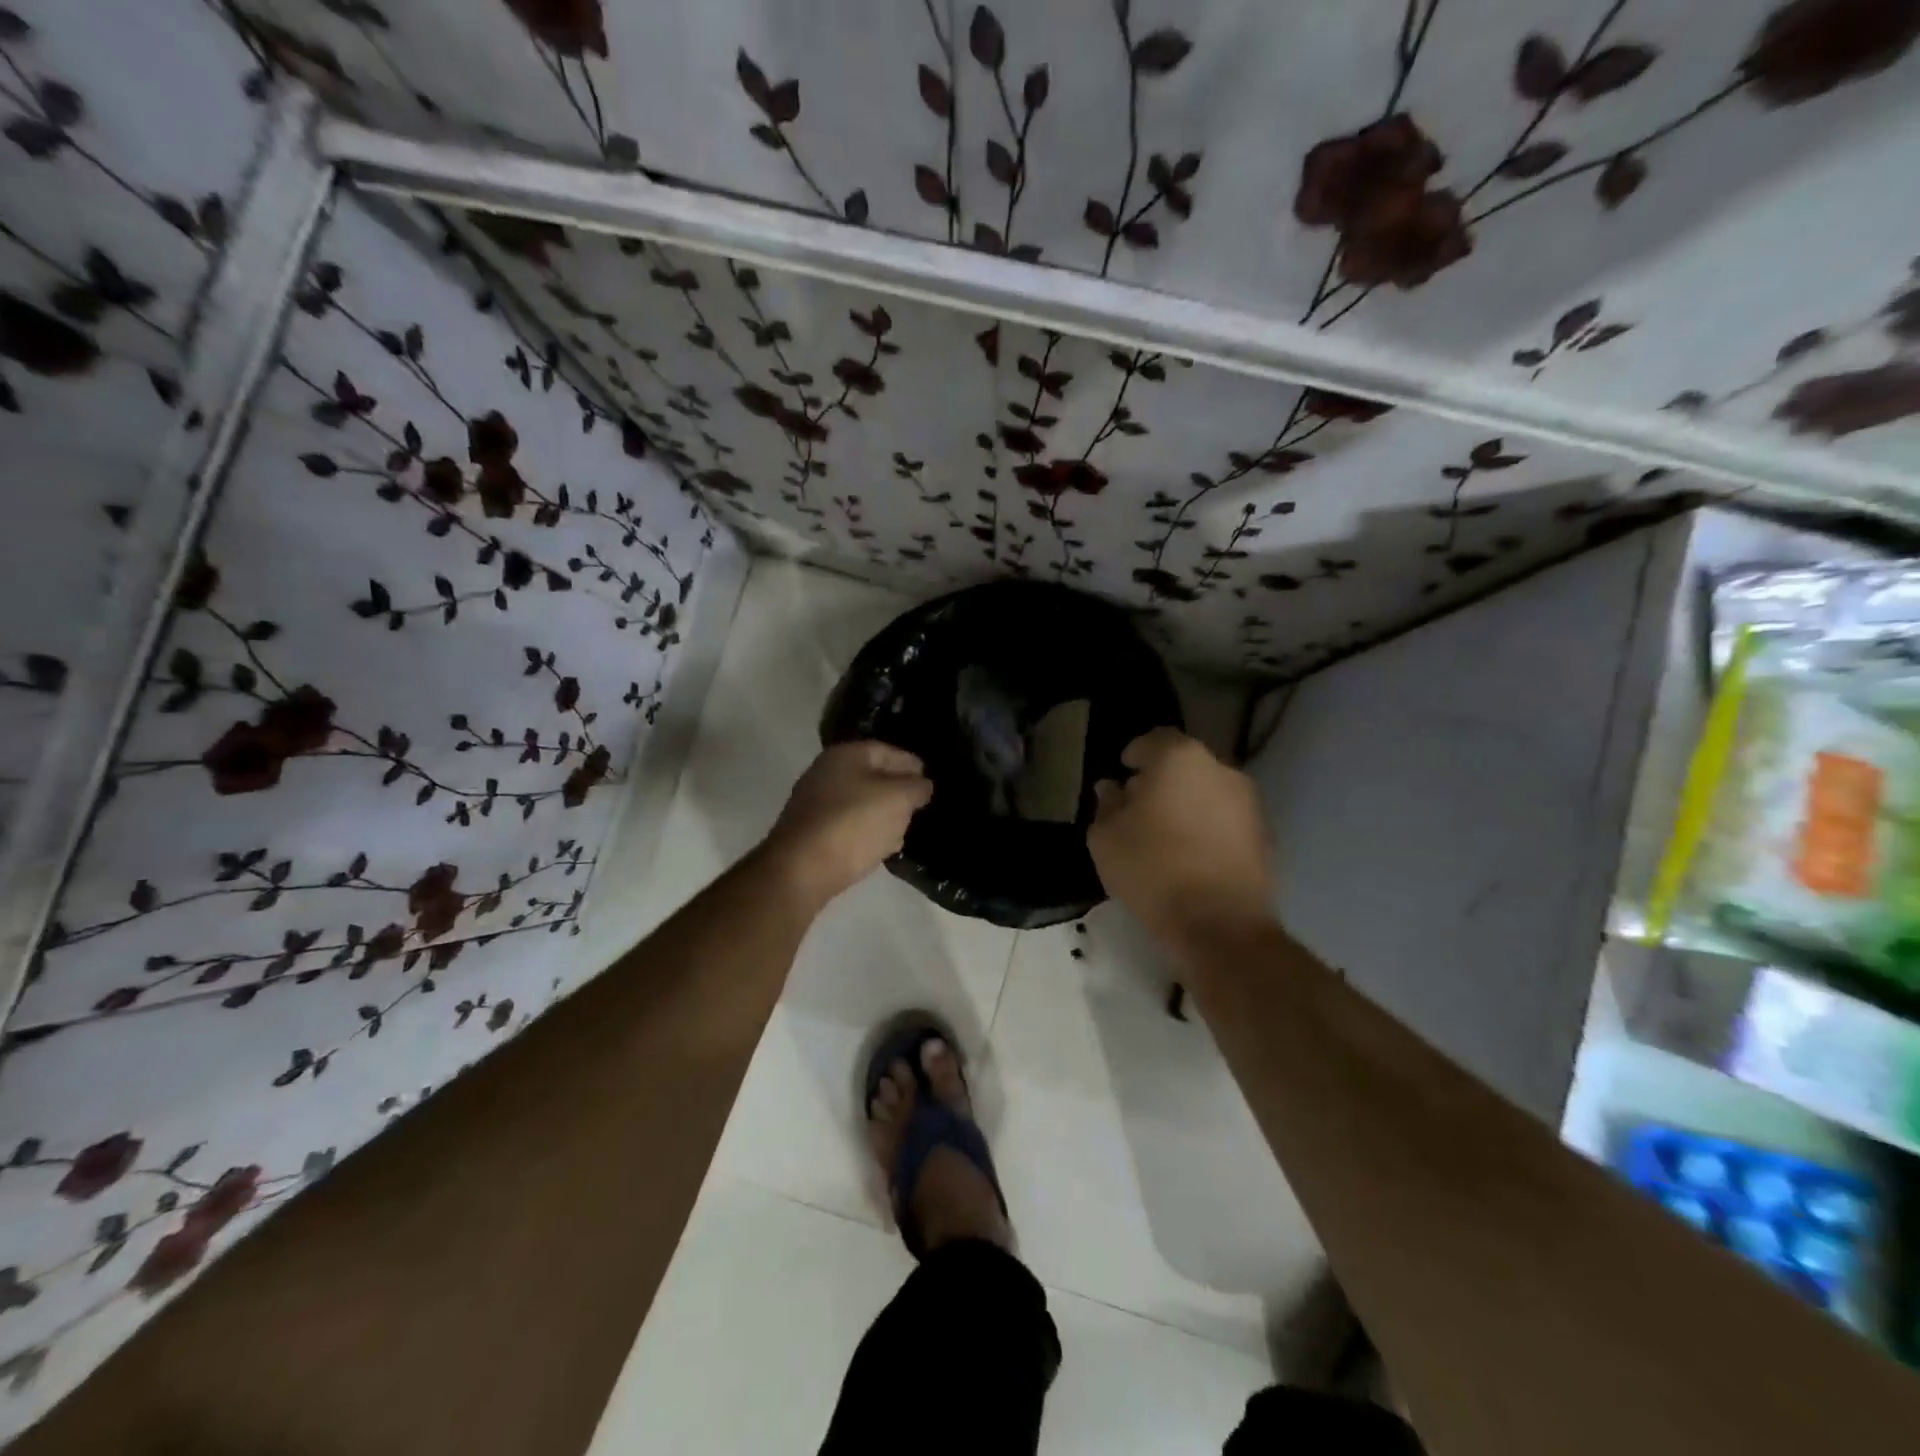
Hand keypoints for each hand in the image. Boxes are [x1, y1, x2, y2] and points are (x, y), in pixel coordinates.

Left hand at [762, 742, 933, 910]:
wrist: (801, 870)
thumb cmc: (854, 823)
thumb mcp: (898, 800)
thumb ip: (916, 787)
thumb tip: (922, 785)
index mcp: (846, 754)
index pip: (888, 750)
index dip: (912, 764)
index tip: (930, 781)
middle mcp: (826, 772)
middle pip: (872, 776)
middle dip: (897, 790)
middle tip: (919, 807)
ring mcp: (815, 803)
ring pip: (860, 802)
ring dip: (882, 814)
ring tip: (905, 829)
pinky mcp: (811, 832)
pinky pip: (848, 825)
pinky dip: (866, 832)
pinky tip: (881, 846)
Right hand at [1089, 729, 1275, 949]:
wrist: (1220, 925)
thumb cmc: (1152, 869)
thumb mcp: (1106, 837)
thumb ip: (1106, 805)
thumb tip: (1112, 788)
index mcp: (1180, 758)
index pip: (1154, 739)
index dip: (1135, 754)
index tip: (1122, 773)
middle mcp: (1221, 769)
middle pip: (1184, 764)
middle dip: (1161, 779)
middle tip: (1139, 806)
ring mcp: (1248, 803)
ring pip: (1207, 791)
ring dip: (1186, 804)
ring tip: (1163, 834)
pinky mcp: (1263, 835)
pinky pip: (1224, 820)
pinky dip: (1207, 827)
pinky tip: (1189, 854)